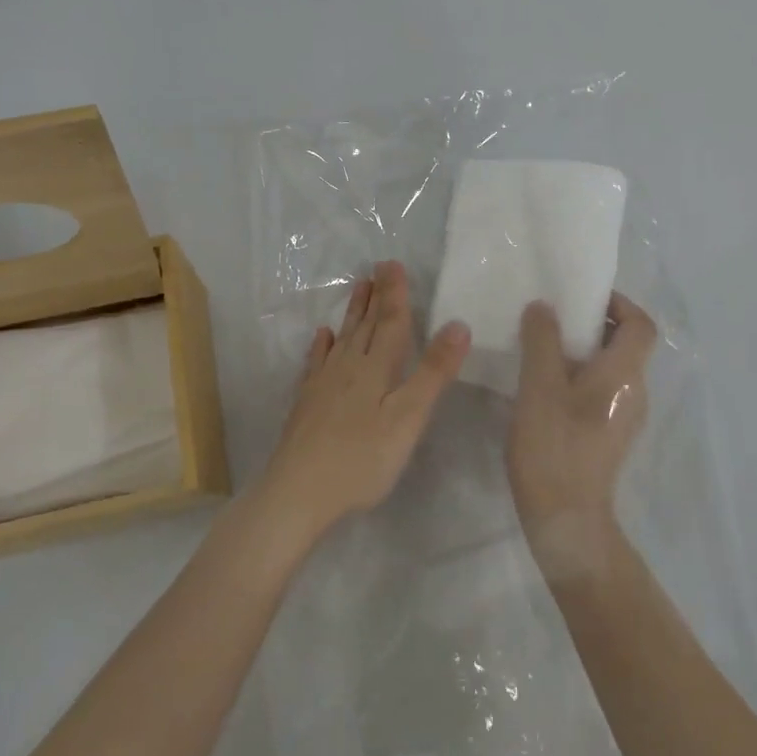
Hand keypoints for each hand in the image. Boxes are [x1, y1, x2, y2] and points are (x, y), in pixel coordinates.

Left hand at [259, 260, 469, 543]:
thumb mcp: (408, 418)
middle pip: (365, 324)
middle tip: (378, 267)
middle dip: (376, 295)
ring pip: (343, 338)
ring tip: (359, 288)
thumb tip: (458, 324)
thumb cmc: (362, 459)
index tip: (394, 263)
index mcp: (376, 368)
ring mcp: (323, 383)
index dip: (395, 293)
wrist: (298, 492)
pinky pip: (317, 362)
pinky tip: (322, 336)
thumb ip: (433, 372)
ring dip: (353, 312)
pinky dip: (322, 345)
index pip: (390, 322)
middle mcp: (348, 367)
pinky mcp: (307, 402)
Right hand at [507, 292, 656, 575]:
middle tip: (550, 321)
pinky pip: (600, 392)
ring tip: (540, 352)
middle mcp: (634, 392)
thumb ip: (542, 340)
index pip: (641, 325)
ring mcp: (624, 418)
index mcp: (624, 374)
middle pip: (625, 345)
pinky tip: (543, 390)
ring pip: (610, 369)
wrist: (566, 520)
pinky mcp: (608, 437)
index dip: (618, 304)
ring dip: (580, 353)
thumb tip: (544, 307)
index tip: (581, 299)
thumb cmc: (554, 446)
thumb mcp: (539, 385)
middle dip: (591, 325)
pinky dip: (578, 379)